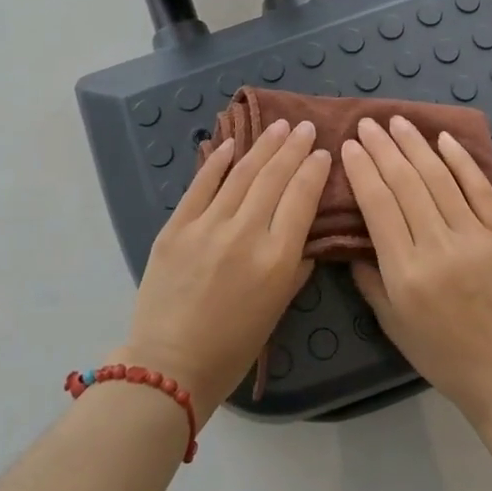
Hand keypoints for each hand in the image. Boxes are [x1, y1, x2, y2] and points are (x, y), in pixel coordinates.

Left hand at [116, 119, 329, 412]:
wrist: (169, 364)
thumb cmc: (233, 347)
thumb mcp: (277, 309)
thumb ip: (295, 267)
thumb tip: (304, 235)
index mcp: (276, 258)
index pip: (302, 199)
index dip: (314, 170)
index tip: (322, 152)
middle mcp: (245, 233)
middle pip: (274, 178)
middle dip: (292, 148)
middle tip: (304, 127)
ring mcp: (207, 226)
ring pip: (241, 174)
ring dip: (263, 146)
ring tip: (278, 126)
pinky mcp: (176, 227)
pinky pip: (201, 185)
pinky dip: (217, 162)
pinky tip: (231, 143)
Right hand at [340, 117, 491, 426]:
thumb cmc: (441, 354)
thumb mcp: (392, 322)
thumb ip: (369, 277)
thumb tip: (353, 236)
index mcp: (406, 273)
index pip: (378, 206)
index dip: (362, 170)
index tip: (350, 145)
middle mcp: (439, 249)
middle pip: (406, 184)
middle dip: (383, 148)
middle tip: (368, 123)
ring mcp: (477, 239)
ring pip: (440, 180)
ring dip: (416, 146)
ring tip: (398, 122)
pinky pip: (482, 190)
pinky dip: (461, 162)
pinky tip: (443, 140)